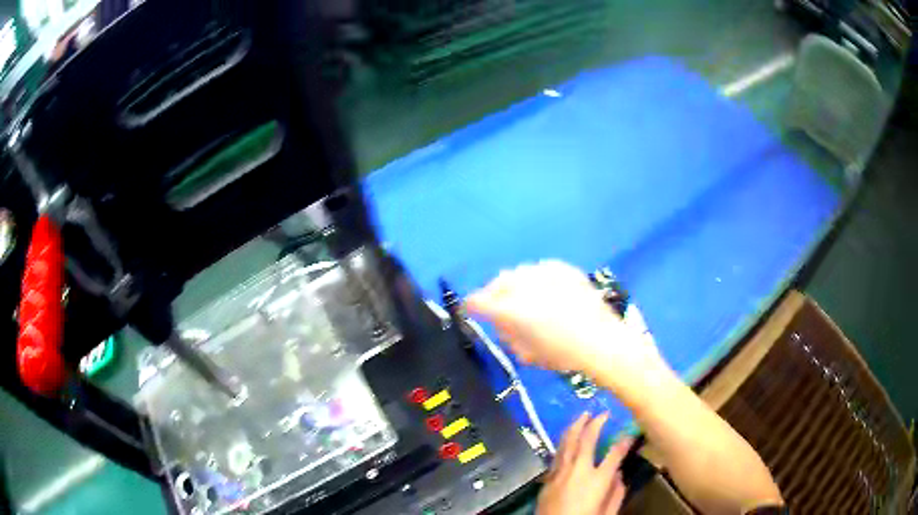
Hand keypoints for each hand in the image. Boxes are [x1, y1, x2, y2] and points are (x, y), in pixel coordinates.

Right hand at [466, 260, 670, 401]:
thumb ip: (509, 334)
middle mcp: (527, 286)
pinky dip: (536, 278)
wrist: (604, 342)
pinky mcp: (565, 270)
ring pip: (519, 272)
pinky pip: (541, 268)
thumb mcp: (529, 353)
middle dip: (493, 293)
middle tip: (498, 305)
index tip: (470, 309)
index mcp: (514, 309)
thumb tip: (503, 323)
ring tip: (522, 296)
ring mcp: (547, 274)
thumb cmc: (564, 355)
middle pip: (499, 282)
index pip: (480, 301)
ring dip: (514, 284)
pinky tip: (543, 288)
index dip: (471, 306)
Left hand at [537, 412, 631, 514]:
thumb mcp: (608, 513)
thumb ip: (616, 494)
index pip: (615, 453)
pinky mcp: (547, 479)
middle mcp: (578, 470)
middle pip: (587, 439)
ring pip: (567, 442)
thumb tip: (619, 475)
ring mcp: (560, 472)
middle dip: (596, 422)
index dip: (625, 440)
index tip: (631, 432)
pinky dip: (563, 443)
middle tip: (603, 411)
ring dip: (575, 426)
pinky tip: (566, 438)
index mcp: (598, 479)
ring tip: (582, 415)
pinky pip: (557, 455)